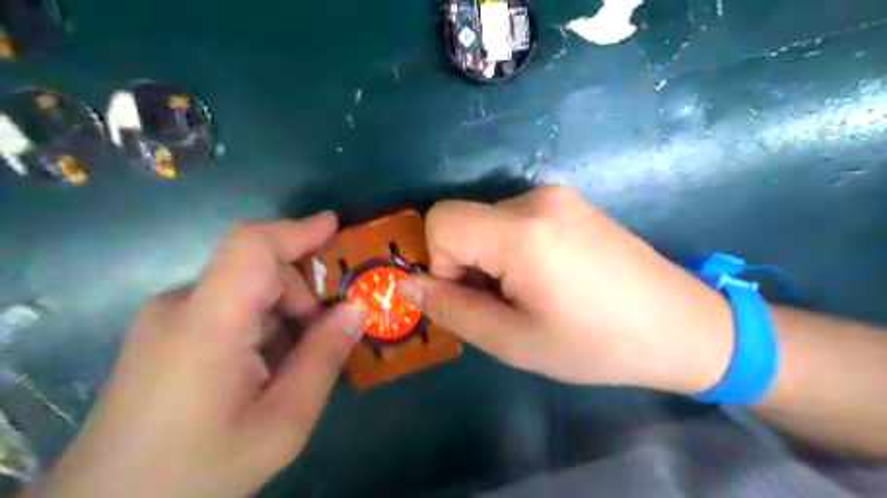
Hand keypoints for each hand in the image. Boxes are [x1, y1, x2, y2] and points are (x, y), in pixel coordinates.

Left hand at [29, 212, 362, 496]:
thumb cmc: (200, 469)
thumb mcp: (282, 423)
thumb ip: (322, 360)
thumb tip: (357, 309)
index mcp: (207, 324)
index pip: (251, 248)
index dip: (296, 230)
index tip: (335, 226)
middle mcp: (179, 307)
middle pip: (257, 271)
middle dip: (301, 297)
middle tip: (323, 341)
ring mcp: (165, 319)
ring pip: (244, 290)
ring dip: (282, 314)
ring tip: (291, 365)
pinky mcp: (161, 333)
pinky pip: (226, 308)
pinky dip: (259, 324)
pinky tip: (263, 367)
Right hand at [402, 185, 735, 394]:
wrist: (683, 326)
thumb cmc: (597, 344)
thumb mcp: (514, 341)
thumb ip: (453, 310)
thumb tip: (407, 285)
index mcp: (521, 231)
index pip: (441, 221)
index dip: (441, 262)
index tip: (474, 296)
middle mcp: (537, 198)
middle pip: (464, 220)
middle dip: (468, 264)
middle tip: (506, 304)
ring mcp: (558, 194)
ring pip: (488, 220)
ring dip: (491, 257)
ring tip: (532, 293)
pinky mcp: (571, 201)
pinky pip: (516, 218)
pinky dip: (512, 247)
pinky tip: (549, 276)